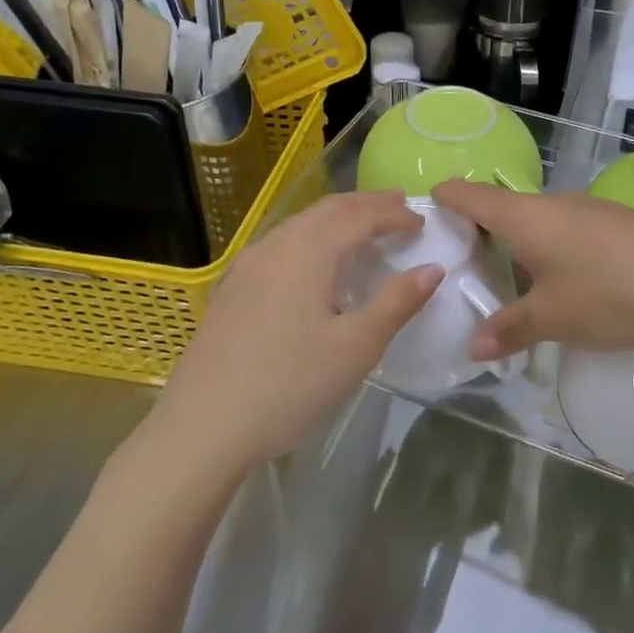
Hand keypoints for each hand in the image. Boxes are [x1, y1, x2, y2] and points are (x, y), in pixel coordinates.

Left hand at [152, 192, 442, 471]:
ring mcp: (247, 265)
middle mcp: (275, 246)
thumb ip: (396, 303)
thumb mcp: (356, 348)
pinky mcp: (233, 288)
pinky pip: (282, 243)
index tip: (423, 222)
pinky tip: (316, 260)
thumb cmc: (288, 386)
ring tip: (364, 224)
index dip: (394, 215)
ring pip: (301, 223)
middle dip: (366, 204)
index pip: (359, 216)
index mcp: (308, 252)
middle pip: (328, 210)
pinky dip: (313, 235)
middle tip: (398, 204)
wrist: (201, 428)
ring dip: (338, 217)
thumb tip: (432, 268)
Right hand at [431, 180, 633, 360]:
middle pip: (502, 207)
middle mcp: (553, 203)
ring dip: (516, 243)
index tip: (423, 217)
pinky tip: (561, 282)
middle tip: (460, 268)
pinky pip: (566, 229)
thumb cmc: (612, 294)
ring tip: (507, 280)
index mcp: (526, 217)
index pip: (470, 193)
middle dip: (478, 232)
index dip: (443, 199)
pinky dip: (548, 248)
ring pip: (537, 220)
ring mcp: (589, 210)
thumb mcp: (554, 318)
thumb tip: (475, 347)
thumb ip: (510, 329)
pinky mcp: (616, 223)